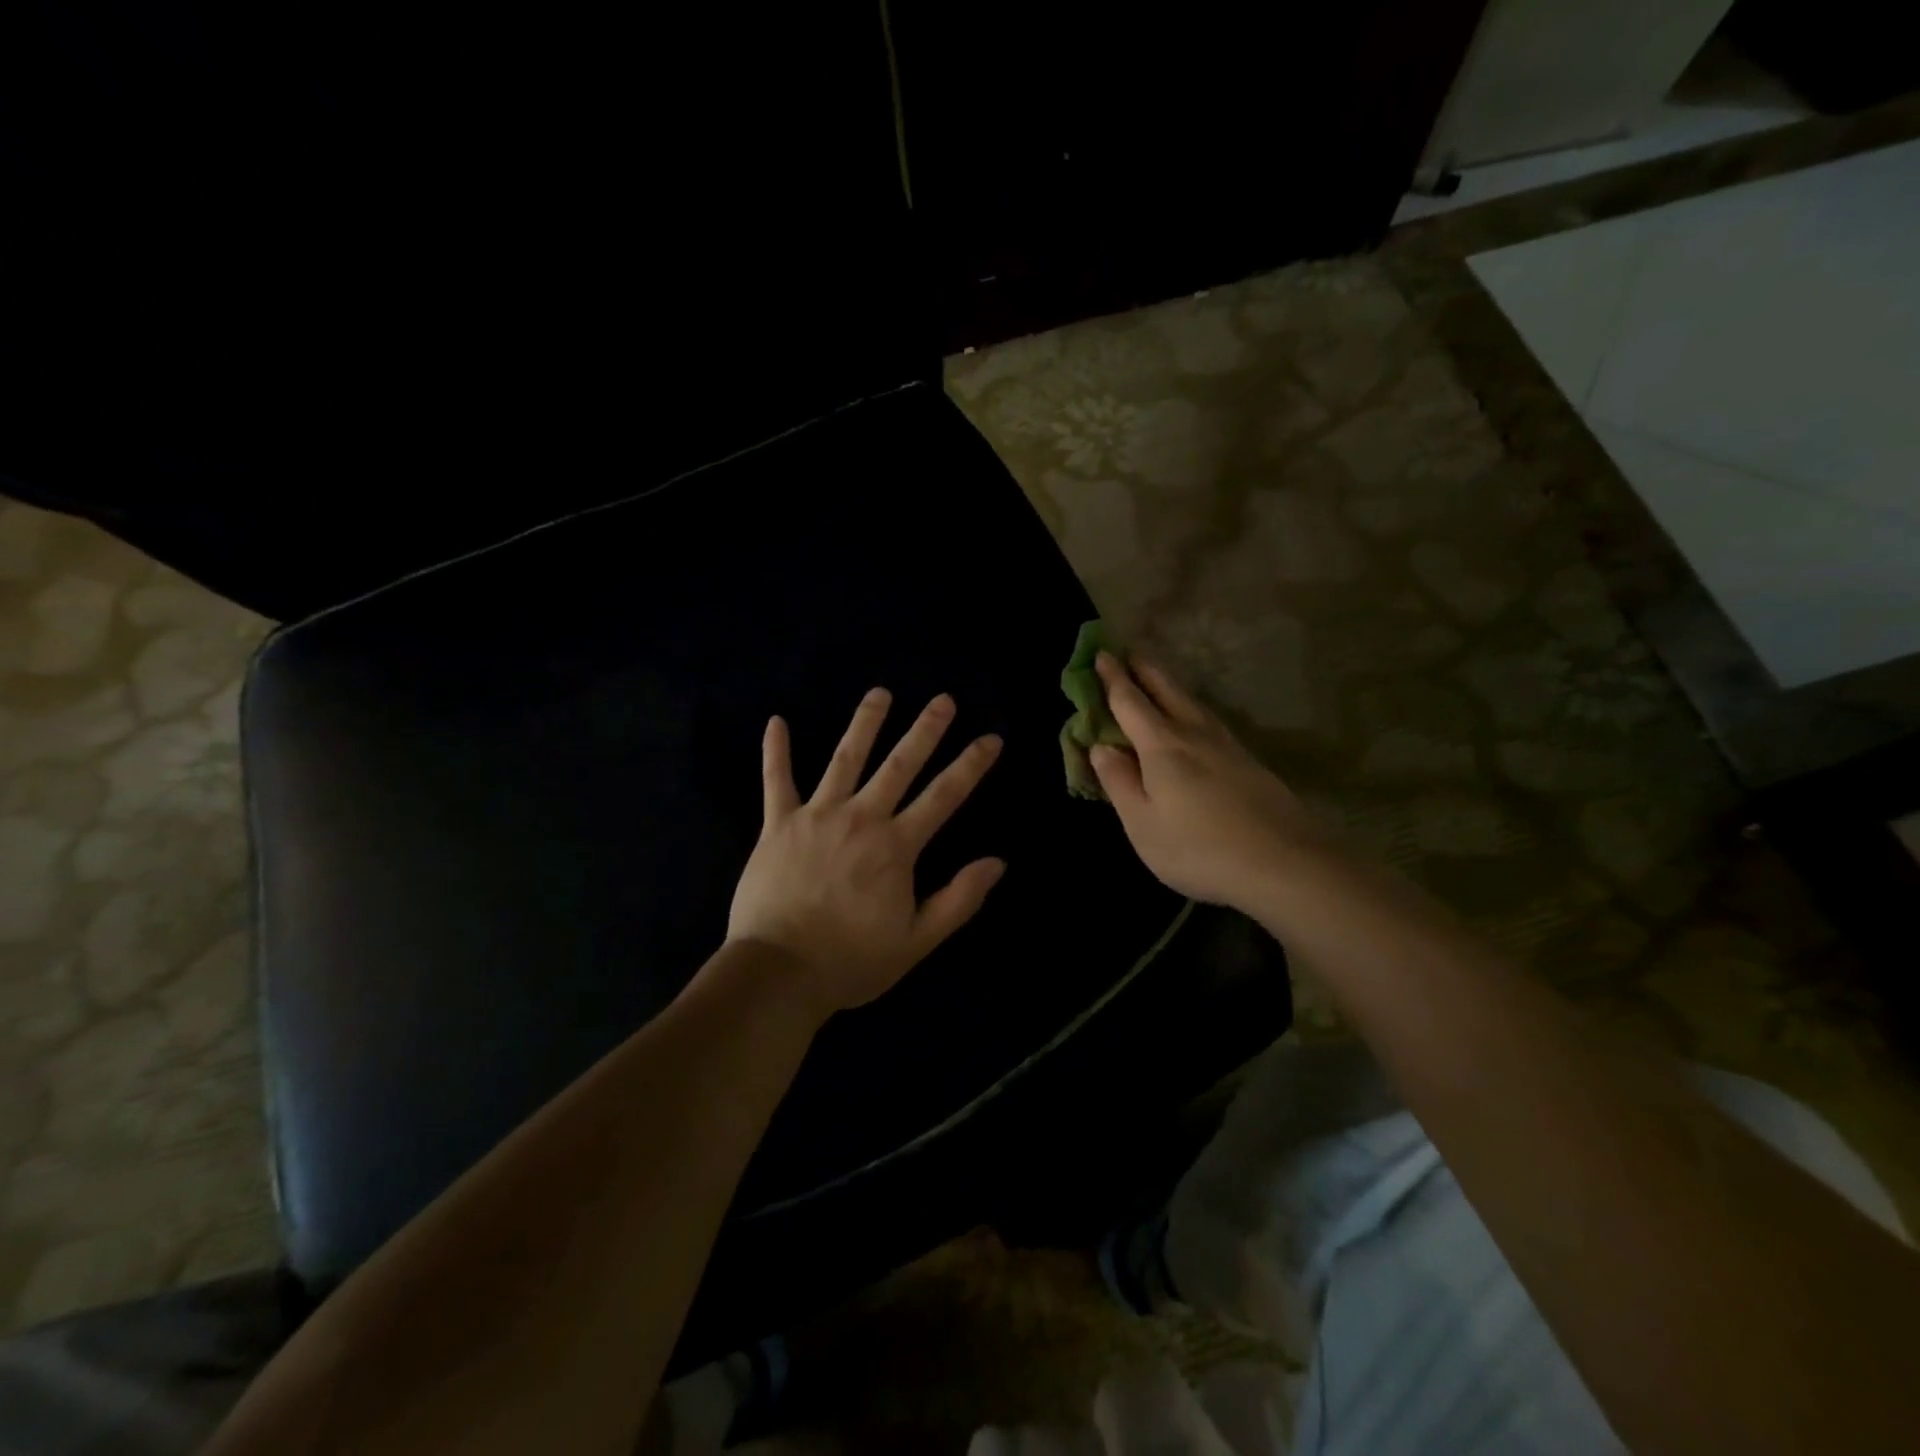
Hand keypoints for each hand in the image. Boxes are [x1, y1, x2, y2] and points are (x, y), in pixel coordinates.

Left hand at [728, 688, 1005, 1017]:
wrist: (779, 973)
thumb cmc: (852, 961)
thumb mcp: (917, 940)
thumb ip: (959, 899)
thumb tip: (997, 862)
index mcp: (896, 846)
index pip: (944, 795)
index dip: (971, 765)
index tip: (991, 738)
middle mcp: (861, 818)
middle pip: (899, 764)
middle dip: (925, 730)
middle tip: (943, 699)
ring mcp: (817, 816)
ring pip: (845, 758)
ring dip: (865, 723)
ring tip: (880, 693)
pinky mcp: (778, 824)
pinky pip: (776, 780)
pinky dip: (776, 751)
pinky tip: (777, 721)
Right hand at [1090, 653, 1324, 912]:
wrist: (1284, 863)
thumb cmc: (1199, 848)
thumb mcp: (1142, 823)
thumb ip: (1119, 782)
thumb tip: (1100, 747)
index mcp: (1161, 746)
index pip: (1129, 702)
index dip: (1112, 678)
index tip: (1101, 654)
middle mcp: (1193, 733)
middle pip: (1165, 690)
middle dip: (1143, 669)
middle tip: (1128, 651)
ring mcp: (1226, 745)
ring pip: (1191, 702)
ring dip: (1168, 684)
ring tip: (1156, 678)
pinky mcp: (1248, 761)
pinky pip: (1208, 719)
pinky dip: (1189, 706)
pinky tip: (1193, 718)